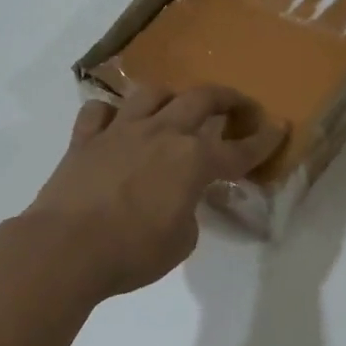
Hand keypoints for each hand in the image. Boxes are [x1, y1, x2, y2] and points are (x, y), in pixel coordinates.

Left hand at [24, 86, 286, 298]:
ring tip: (174, 107)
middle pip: (201, 99)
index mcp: (193, 161)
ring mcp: (120, 131)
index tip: (279, 127)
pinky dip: (110, 113)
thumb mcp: (180, 242)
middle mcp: (161, 134)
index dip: (263, 140)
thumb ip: (188, 212)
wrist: (66, 249)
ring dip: (170, 96)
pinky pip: (99, 111)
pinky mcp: (85, 139)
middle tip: (238, 105)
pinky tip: (115, 124)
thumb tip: (178, 200)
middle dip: (227, 98)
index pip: (239, 149)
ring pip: (151, 93)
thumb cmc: (132, 252)